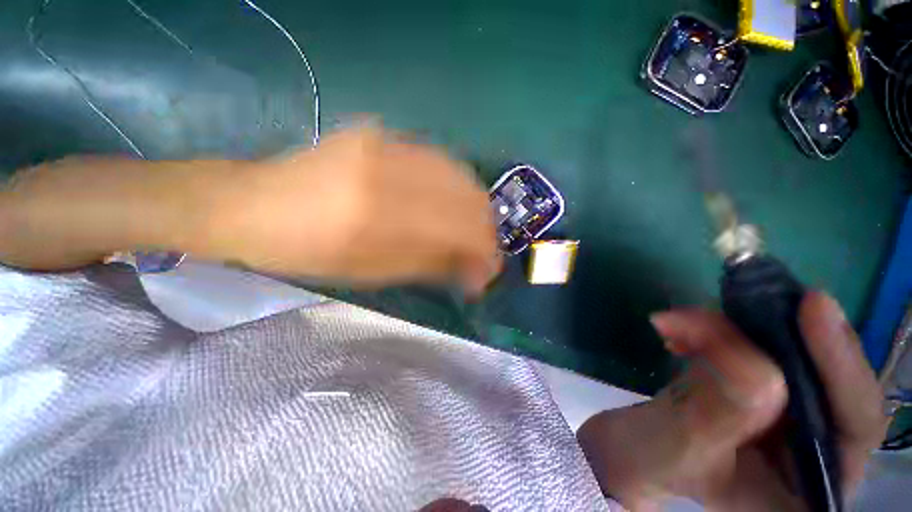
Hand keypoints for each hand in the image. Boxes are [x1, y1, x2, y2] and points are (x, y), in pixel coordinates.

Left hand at [210, 126, 500, 293]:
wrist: (253, 204)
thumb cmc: (308, 253)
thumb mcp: (372, 273)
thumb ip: (431, 265)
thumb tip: (476, 272)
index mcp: (377, 214)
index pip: (460, 228)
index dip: (484, 252)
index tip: (488, 272)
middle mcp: (387, 168)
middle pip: (468, 195)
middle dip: (485, 229)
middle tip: (482, 253)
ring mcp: (385, 141)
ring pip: (459, 173)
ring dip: (474, 208)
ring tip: (470, 232)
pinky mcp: (381, 133)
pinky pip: (438, 160)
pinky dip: (455, 187)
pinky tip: (450, 205)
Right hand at [577, 292, 886, 510]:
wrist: (627, 449)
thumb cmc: (645, 462)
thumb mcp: (673, 448)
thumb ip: (713, 419)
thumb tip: (755, 365)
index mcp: (803, 492)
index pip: (854, 425)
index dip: (842, 367)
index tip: (812, 307)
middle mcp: (811, 454)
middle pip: (822, 379)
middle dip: (774, 339)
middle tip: (736, 302)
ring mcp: (785, 419)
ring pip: (781, 355)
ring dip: (728, 331)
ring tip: (675, 323)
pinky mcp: (756, 389)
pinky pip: (747, 347)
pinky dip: (711, 332)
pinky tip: (677, 331)